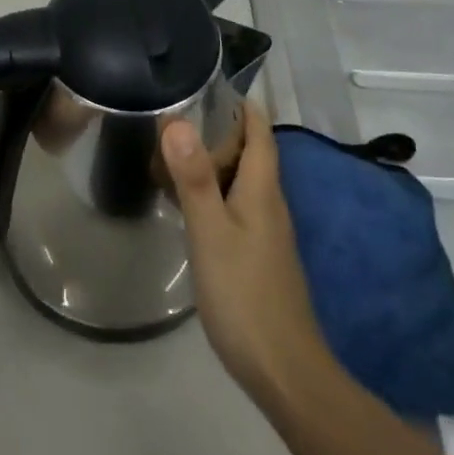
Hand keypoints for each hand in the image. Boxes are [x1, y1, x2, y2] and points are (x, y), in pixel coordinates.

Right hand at [163, 104, 334, 404]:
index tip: (208, 82)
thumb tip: (175, 120)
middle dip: (216, 131)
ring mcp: (265, 231)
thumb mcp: (211, 232)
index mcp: (262, 188)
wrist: (285, 372)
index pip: (259, 130)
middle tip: (172, 120)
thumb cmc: (245, 294)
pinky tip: (184, 205)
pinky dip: (210, 193)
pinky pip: (233, 206)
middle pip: (248, 152)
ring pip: (239, 181)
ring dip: (210, 163)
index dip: (241, 104)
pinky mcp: (257, 255)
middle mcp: (269, 202)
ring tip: (168, 156)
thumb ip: (193, 178)